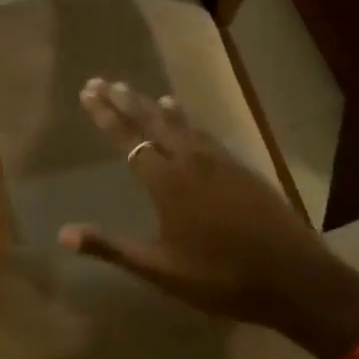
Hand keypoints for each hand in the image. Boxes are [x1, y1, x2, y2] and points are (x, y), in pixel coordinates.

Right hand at [60, 81, 358, 358]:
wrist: (294, 278)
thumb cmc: (221, 277)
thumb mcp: (161, 270)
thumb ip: (112, 248)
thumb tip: (63, 234)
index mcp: (166, 182)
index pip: (128, 139)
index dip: (106, 115)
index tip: (87, 92)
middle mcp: (188, 160)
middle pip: (151, 121)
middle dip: (124, 100)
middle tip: (101, 80)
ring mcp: (217, 159)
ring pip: (177, 121)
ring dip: (151, 104)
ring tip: (132, 89)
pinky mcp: (238, 165)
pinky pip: (202, 130)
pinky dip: (184, 117)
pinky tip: (181, 113)